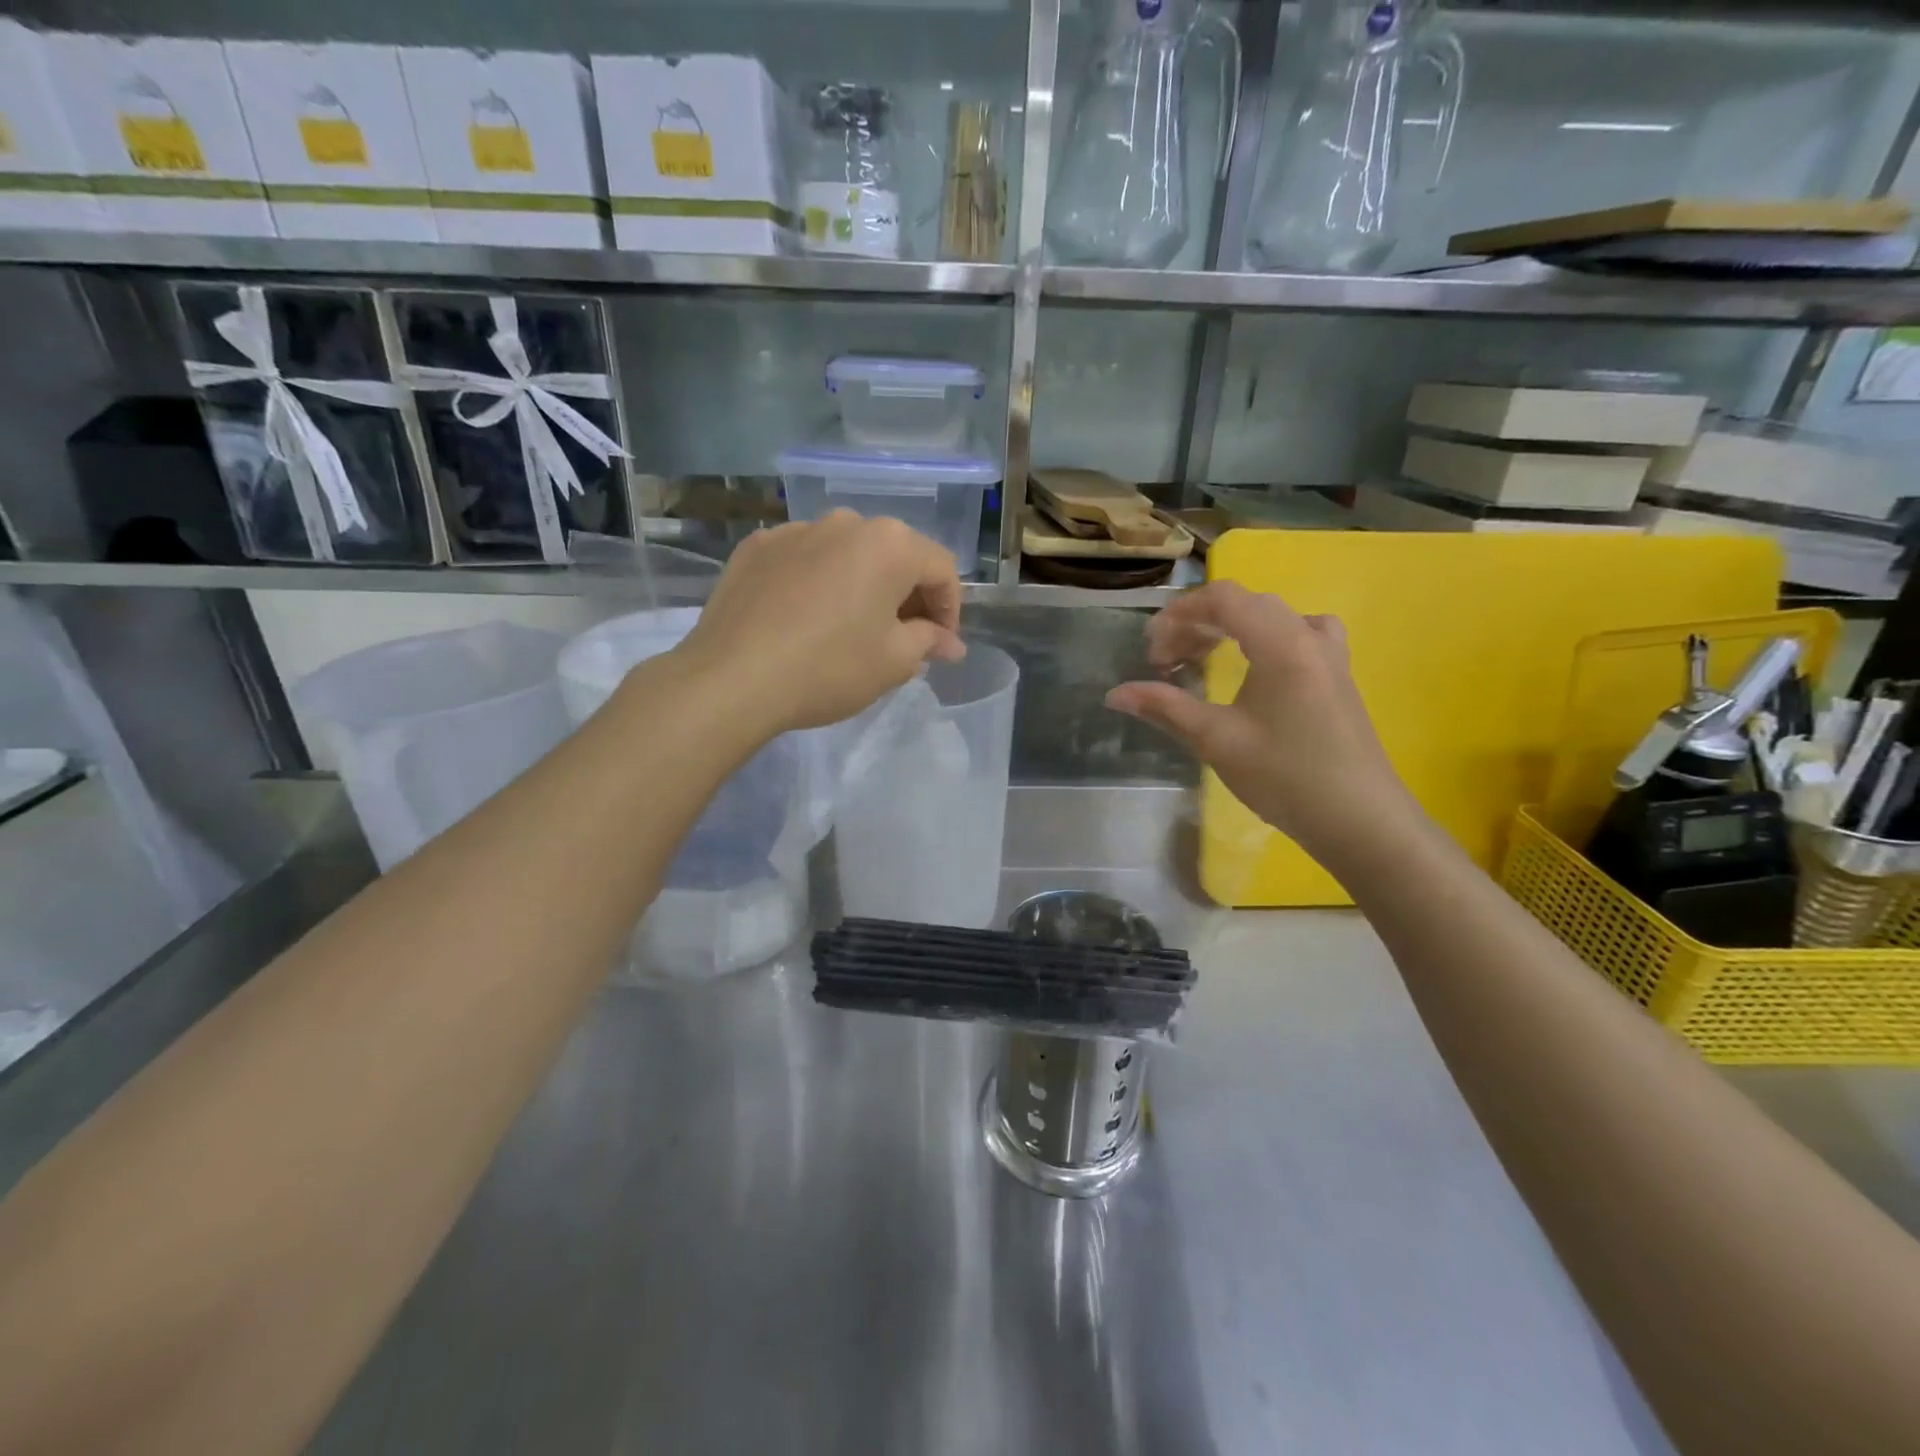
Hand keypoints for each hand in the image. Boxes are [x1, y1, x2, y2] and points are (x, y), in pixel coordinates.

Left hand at [679, 512, 965, 732]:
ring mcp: (795, 530)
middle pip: (893, 556)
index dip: (950, 609)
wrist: (733, 678)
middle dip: (906, 596)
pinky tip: (805, 619)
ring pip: (846, 555)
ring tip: (851, 628)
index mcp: (890, 544)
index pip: (941, 569)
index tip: (941, 645)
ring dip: (861, 586)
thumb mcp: (894, 662)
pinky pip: (803, 560)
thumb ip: (929, 641)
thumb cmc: (830, 668)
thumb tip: (949, 643)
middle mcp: (845, 522)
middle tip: (903, 639)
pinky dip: (816, 583)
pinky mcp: (756, 548)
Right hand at [1105, 582, 1418, 867]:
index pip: (1223, 598)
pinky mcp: (1336, 676)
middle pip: (1245, 605)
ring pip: (1270, 618)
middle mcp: (1309, 635)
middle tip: (1166, 664)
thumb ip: (1165, 708)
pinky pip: (1294, 635)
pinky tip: (1253, 670)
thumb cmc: (1285, 777)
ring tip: (1201, 662)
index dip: (1179, 614)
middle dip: (1197, 626)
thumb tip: (1114, 694)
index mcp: (1282, 642)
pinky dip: (1260, 641)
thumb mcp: (1217, 740)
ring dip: (1228, 631)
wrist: (1360, 820)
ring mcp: (1330, 655)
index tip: (1151, 650)